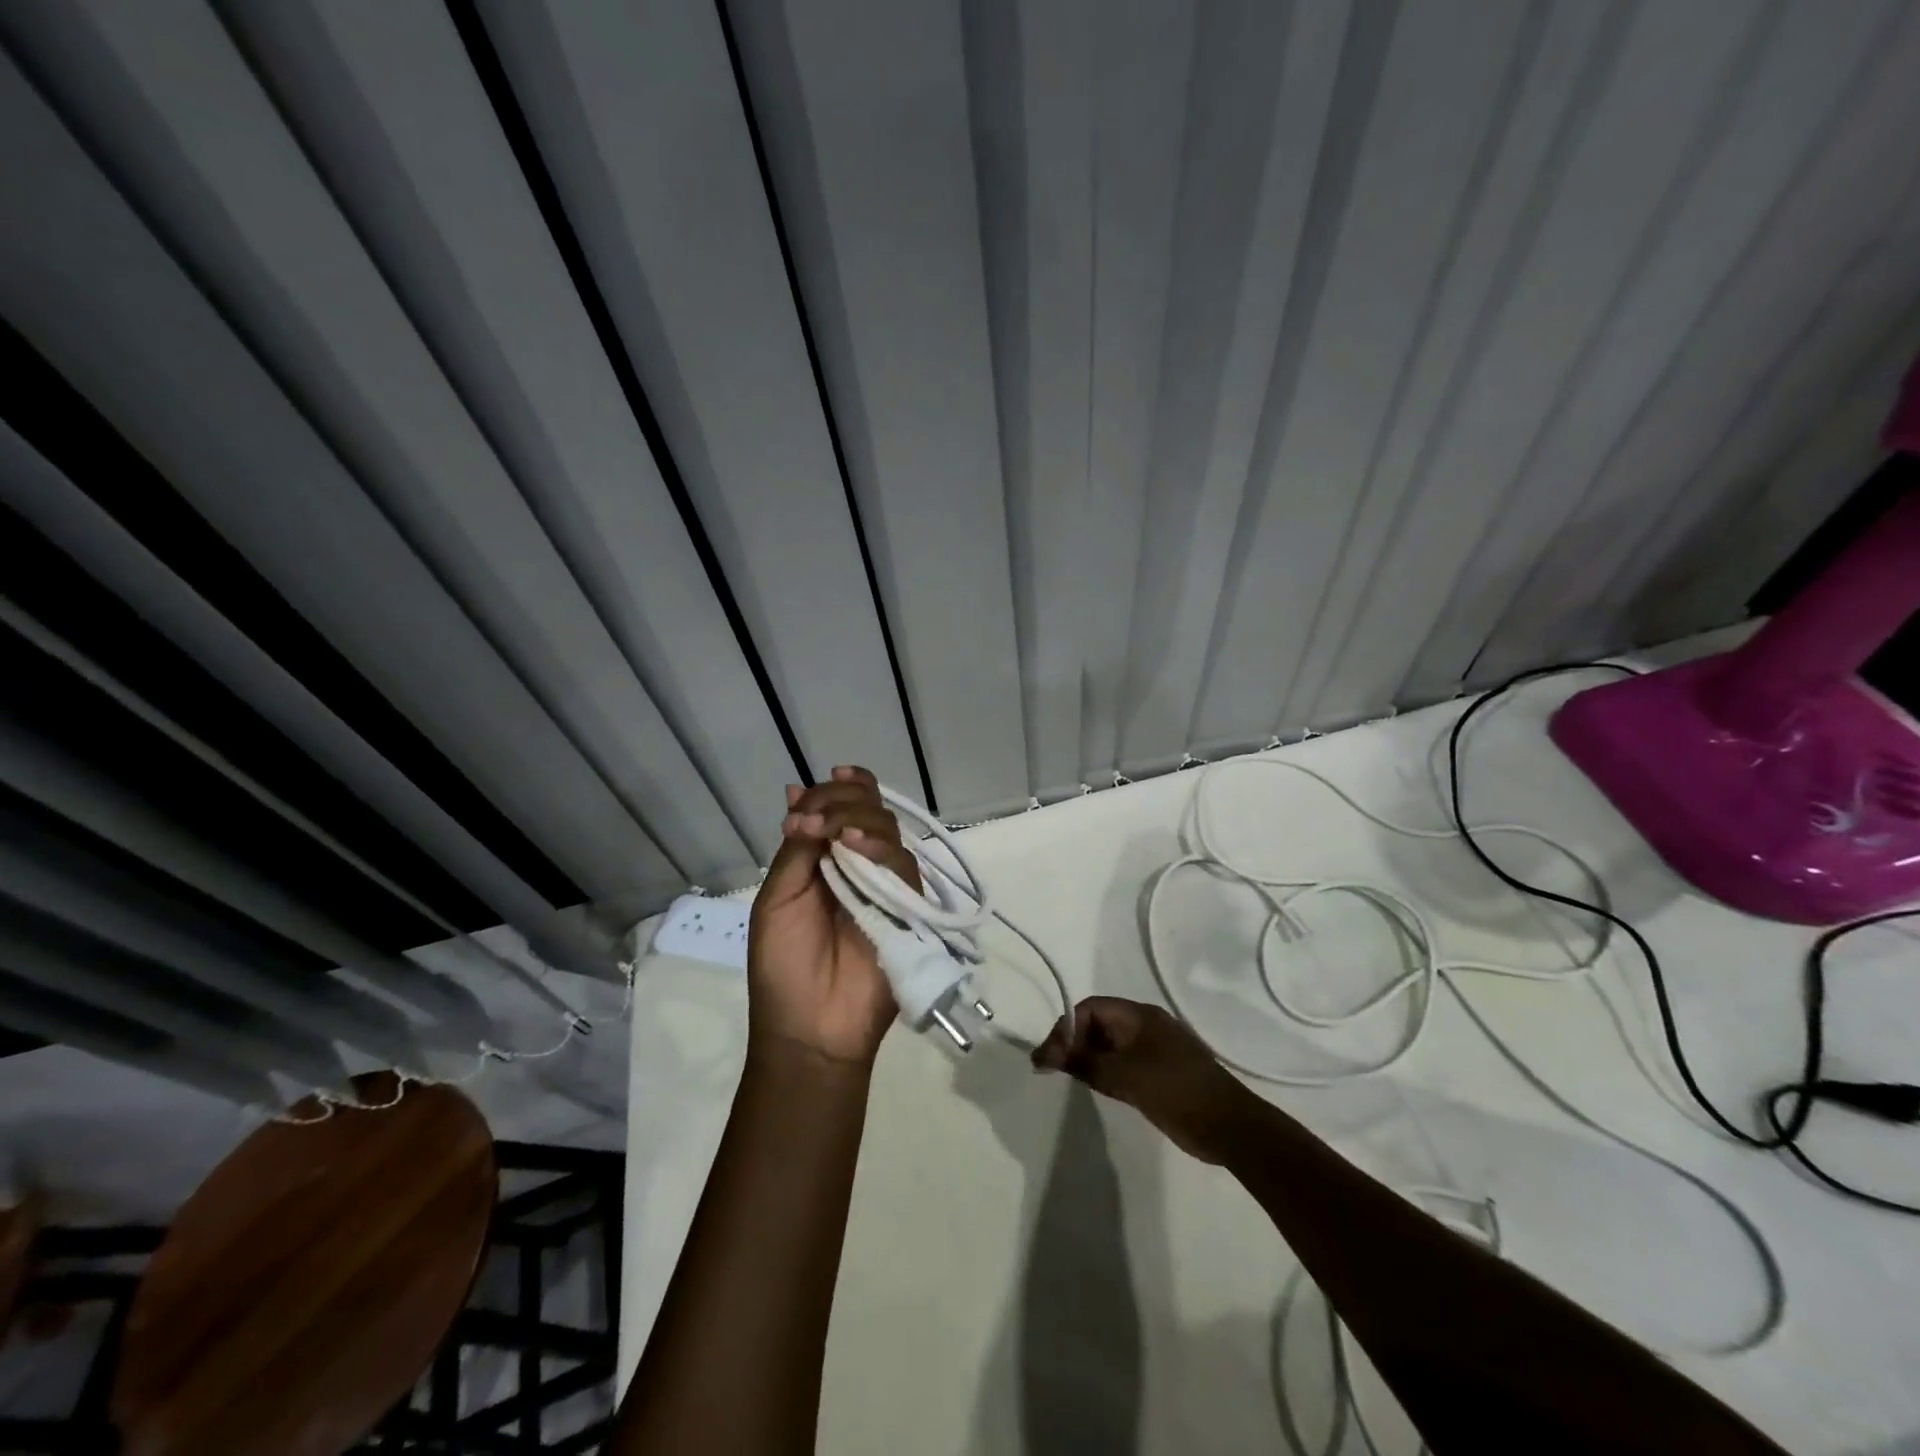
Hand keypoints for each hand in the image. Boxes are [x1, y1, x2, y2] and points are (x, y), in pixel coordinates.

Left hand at [747, 766, 920, 1067]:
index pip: (841, 809)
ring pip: (887, 831)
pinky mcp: (909, 906)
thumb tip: (797, 790)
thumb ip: (796, 849)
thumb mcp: (777, 898)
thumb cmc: (782, 965)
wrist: (809, 1027)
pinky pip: (903, 864)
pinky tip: (853, 845)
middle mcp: (859, 865)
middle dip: (844, 801)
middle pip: (869, 811)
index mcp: (826, 860)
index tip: (827, 781)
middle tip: (814, 820)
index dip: (837, 790)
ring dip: (858, 820)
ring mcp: (886, 885)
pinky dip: (879, 847)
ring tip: (831, 834)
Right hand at [1032, 997, 1254, 1162]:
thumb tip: (1046, 1055)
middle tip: (1053, 1069)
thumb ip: (1084, 1063)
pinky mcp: (1161, 1073)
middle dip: (1074, 1042)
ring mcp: (1155, 1049)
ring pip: (1111, 1045)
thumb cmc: (1174, 1091)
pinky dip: (1106, 1071)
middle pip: (1099, 1024)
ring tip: (1068, 1079)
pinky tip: (1097, 1088)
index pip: (1091, 1008)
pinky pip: (1124, 1063)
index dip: (1067, 1027)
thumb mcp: (1124, 1076)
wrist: (1229, 1125)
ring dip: (1089, 1058)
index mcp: (1139, 1016)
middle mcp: (1146, 1025)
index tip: (1049, 1056)